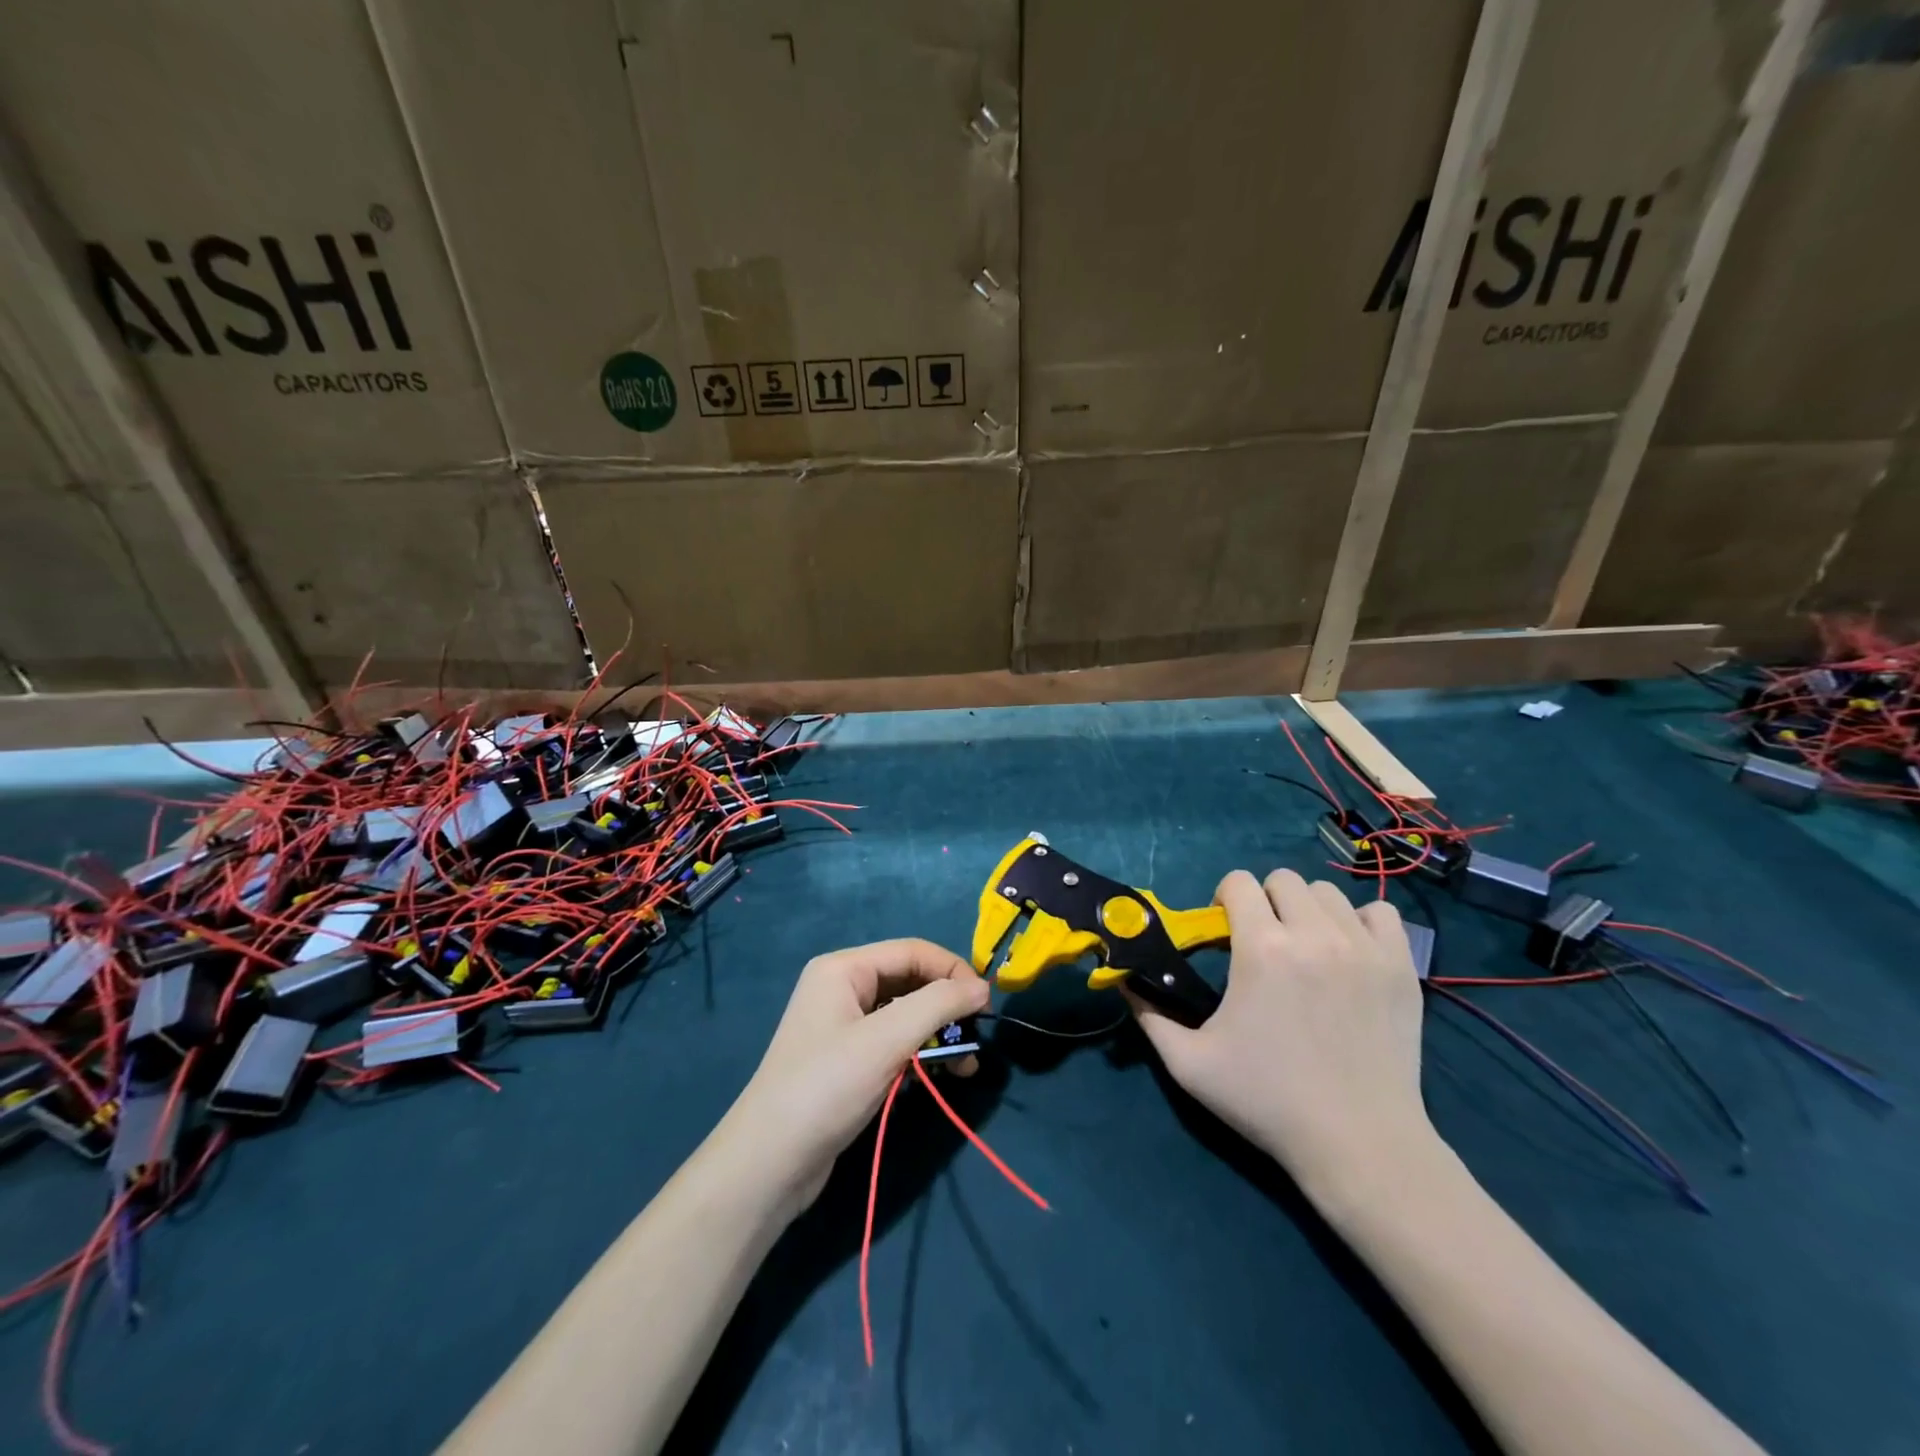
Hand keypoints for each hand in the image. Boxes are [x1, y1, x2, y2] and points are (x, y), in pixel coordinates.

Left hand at [717, 939, 988, 1217]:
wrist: (769, 1165)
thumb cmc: (827, 1087)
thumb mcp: (887, 1040)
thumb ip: (938, 1006)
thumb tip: (983, 987)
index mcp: (843, 968)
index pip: (912, 951)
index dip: (952, 971)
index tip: (986, 1004)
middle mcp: (842, 988)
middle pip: (910, 982)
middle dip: (946, 1007)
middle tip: (975, 1039)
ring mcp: (843, 1026)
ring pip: (905, 1016)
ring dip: (937, 1035)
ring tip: (965, 1066)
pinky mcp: (847, 1062)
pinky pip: (893, 1043)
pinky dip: (919, 1055)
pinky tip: (937, 1076)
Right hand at [1128, 869, 1434, 1199]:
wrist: (1359, 1144)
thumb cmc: (1267, 1101)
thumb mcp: (1190, 1065)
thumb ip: (1150, 1016)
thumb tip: (1125, 981)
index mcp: (1261, 948)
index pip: (1238, 882)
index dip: (1224, 899)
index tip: (1225, 930)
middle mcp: (1313, 934)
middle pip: (1283, 879)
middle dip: (1265, 901)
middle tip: (1263, 941)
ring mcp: (1364, 948)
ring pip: (1329, 893)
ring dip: (1308, 910)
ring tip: (1306, 948)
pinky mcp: (1401, 967)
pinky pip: (1381, 913)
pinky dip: (1360, 923)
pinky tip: (1349, 952)